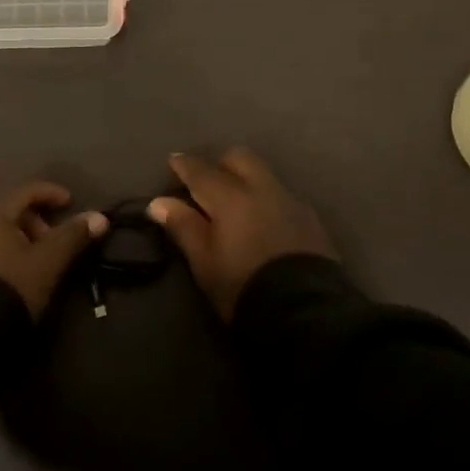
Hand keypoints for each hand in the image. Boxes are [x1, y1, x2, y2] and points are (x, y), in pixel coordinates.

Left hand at [0, 182, 108, 316]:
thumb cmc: (10, 285)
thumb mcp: (47, 262)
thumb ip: (73, 236)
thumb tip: (100, 217)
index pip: (27, 192)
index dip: (52, 194)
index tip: (71, 204)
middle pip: (11, 211)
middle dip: (37, 225)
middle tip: (54, 247)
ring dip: (21, 240)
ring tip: (37, 264)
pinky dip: (4, 251)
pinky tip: (15, 272)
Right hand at [147, 150, 335, 321]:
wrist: (304, 312)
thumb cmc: (242, 287)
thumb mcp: (204, 262)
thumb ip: (183, 227)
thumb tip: (159, 202)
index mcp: (231, 197)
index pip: (201, 171)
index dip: (184, 165)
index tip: (173, 162)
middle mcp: (262, 189)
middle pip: (239, 158)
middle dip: (220, 164)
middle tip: (206, 183)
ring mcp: (291, 201)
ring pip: (263, 175)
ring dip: (245, 179)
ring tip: (234, 203)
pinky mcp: (311, 219)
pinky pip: (282, 195)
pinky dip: (265, 199)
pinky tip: (261, 220)